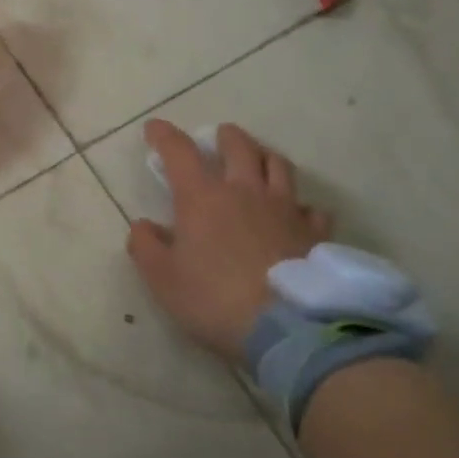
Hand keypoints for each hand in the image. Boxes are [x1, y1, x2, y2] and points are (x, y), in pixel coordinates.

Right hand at [127, 120, 333, 360]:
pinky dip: (300, 206)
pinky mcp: (315, 234)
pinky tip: (296, 215)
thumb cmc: (214, 299)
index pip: (180, 151)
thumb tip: (144, 225)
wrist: (288, 329)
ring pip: (278, 165)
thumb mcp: (162, 278)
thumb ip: (146, 246)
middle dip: (225, 137)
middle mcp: (245, 191)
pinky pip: (311, 208)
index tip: (154, 129)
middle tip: (218, 138)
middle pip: (238, 146)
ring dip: (263, 157)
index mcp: (202, 197)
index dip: (164, 136)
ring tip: (258, 162)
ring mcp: (285, 209)